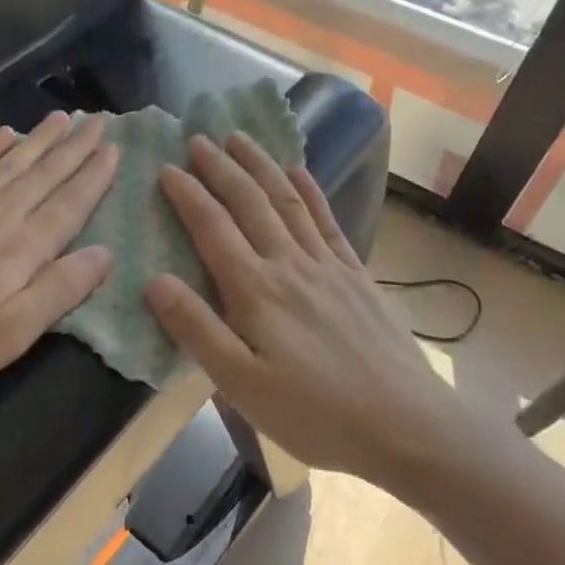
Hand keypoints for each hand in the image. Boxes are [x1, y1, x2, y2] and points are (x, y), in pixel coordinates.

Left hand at [0, 111, 116, 396]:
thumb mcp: (12, 333)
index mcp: (22, 247)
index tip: (114, 149)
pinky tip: (3, 133)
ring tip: (62, 116)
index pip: (69, 203)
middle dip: (74, 146)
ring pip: (10, 161)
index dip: (94, 176)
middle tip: (98, 119)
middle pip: (43, 173)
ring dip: (39, 138)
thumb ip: (59, 289)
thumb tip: (103, 252)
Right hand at [145, 132, 465, 491]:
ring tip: (240, 138)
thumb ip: (197, 330)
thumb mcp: (242, 386)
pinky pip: (327, 221)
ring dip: (261, 166)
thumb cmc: (316, 415)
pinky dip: (310, 191)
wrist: (409, 427)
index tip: (165, 167)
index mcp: (256, 290)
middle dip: (221, 167)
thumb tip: (155, 280)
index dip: (187, 195)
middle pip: (250, 203)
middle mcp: (290, 264)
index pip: (213, 228)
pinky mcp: (357, 275)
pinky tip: (299, 172)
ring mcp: (328, 266)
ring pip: (287, 201)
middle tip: (197, 138)